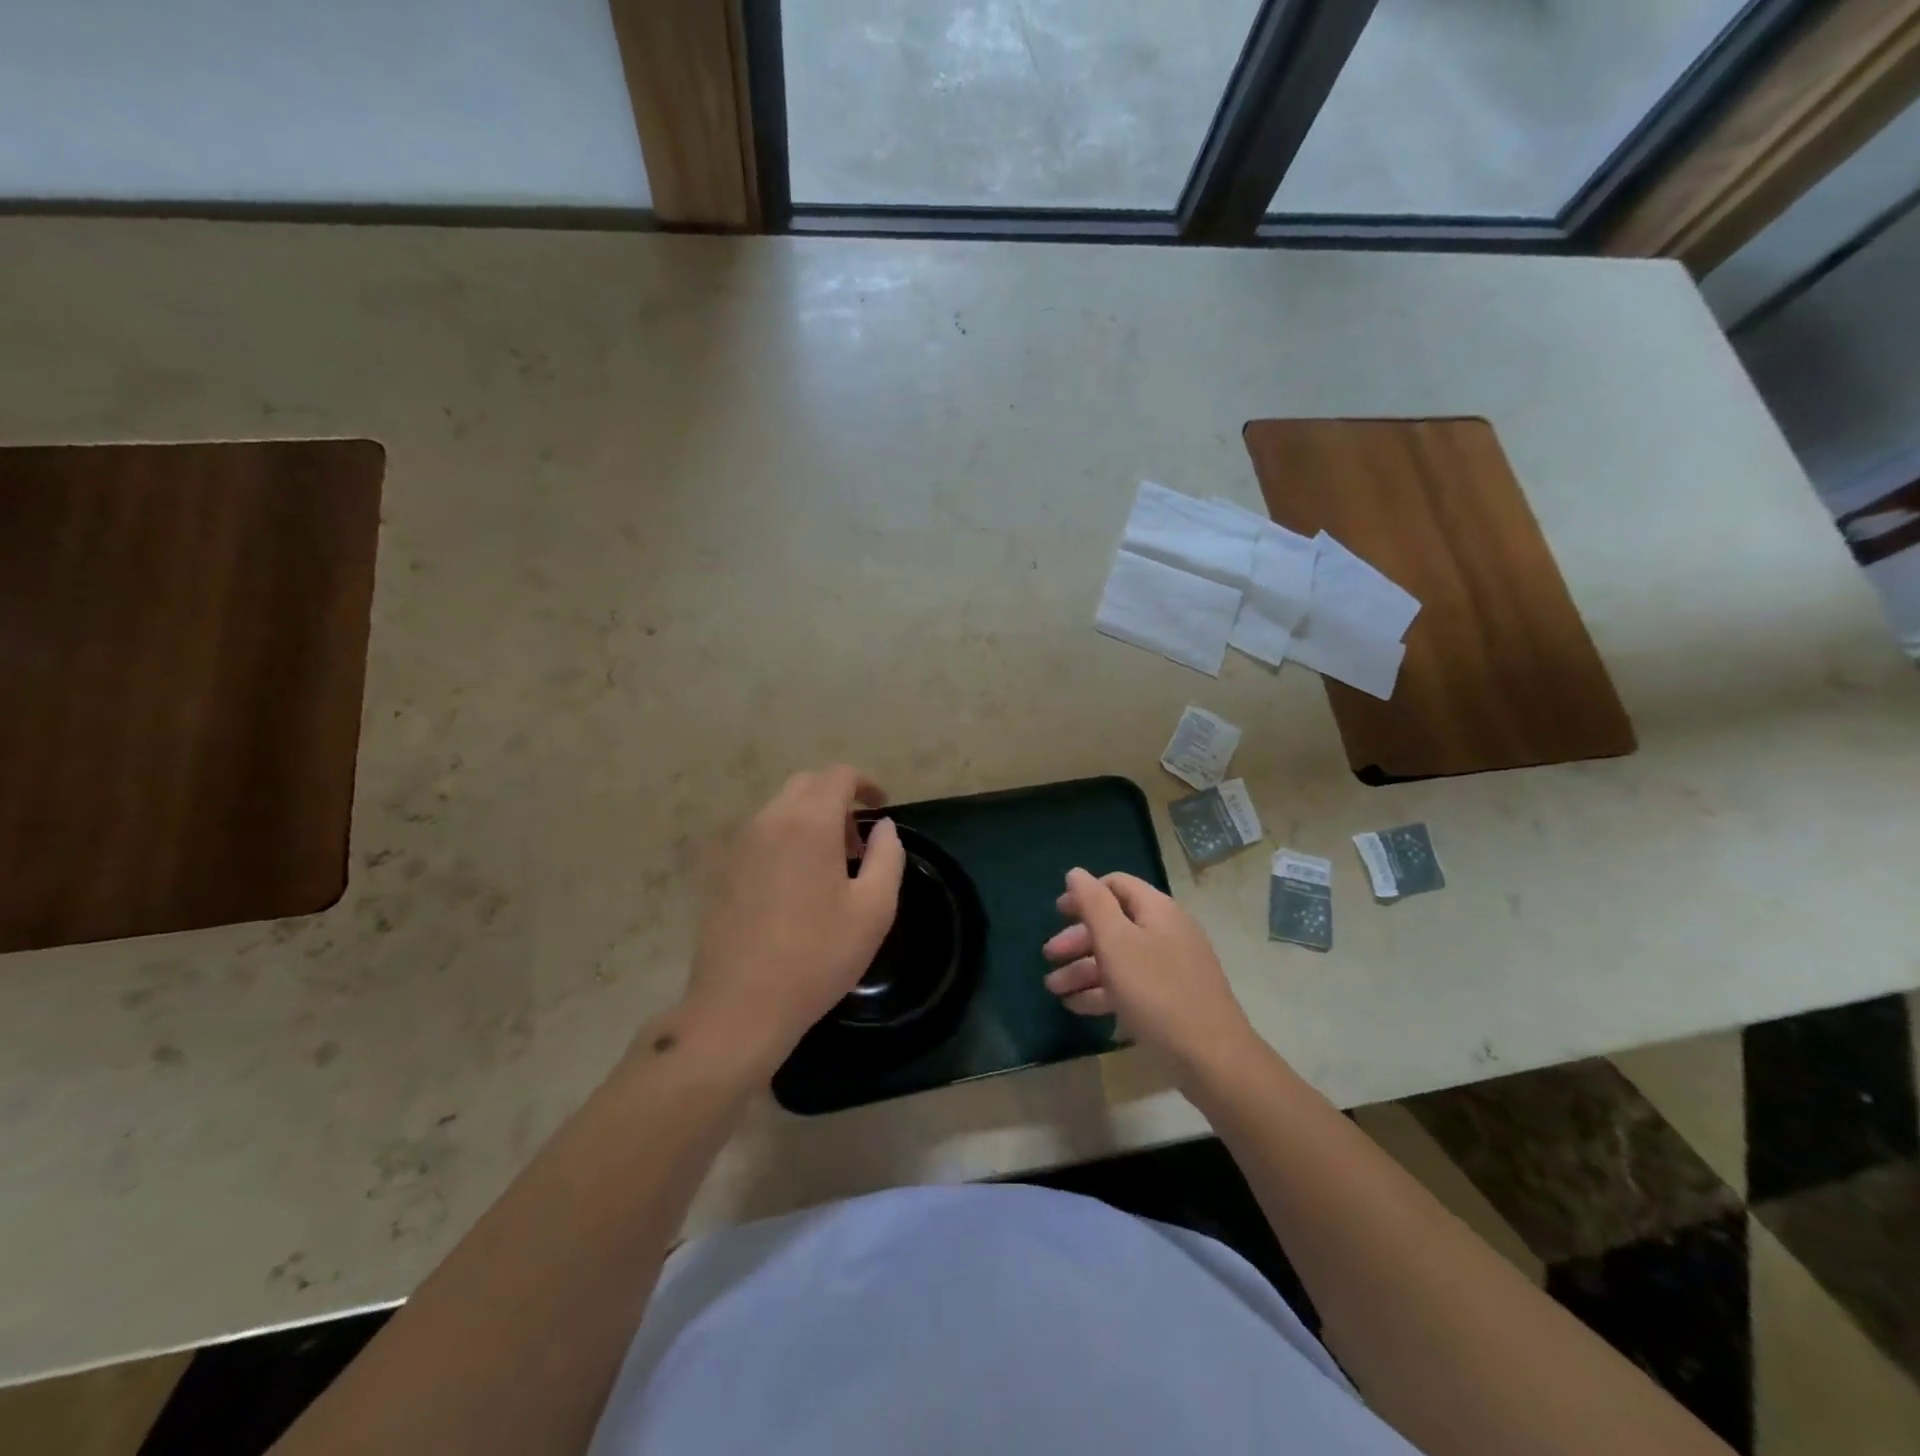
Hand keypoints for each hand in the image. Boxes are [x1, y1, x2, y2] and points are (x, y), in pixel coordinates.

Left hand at [680, 767, 905, 1077]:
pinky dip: (785, 838)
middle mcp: (769, 820)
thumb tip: (884, 827)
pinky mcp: (721, 869)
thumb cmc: (817, 957)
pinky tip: (794, 884)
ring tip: (829, 866)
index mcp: (809, 822)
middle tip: (857, 843)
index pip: (838, 776)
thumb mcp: (874, 909)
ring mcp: (739, 844)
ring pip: (781, 808)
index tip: (882, 808)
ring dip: (810, 820)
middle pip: (807, 785)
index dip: (865, 784)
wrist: (740, 1005)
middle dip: (837, 800)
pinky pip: (760, 834)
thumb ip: (887, 856)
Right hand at [1043, 868, 1258, 1081]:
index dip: (1084, 895)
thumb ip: (1093, 904)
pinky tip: (1077, 1006)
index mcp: (1157, 910)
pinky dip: (1103, 991)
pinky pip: (1130, 985)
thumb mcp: (1116, 943)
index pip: (1116, 885)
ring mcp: (1171, 967)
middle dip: (1078, 939)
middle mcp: (1166, 931)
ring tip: (1053, 989)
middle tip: (1048, 955)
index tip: (1057, 913)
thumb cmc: (1156, 991)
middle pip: (1114, 923)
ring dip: (1083, 969)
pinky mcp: (1171, 998)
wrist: (1211, 1057)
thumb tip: (1075, 872)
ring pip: (1119, 958)